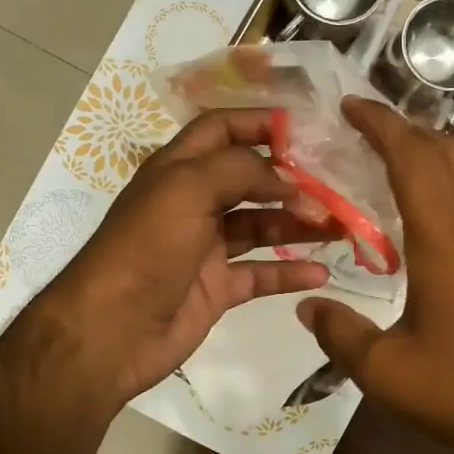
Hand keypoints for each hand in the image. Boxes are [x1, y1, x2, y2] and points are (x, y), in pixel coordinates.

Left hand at [31, 109, 337, 407]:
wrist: (111, 330)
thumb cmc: (146, 248)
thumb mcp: (186, 189)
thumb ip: (238, 169)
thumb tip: (285, 176)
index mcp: (177, 170)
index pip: (220, 130)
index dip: (258, 123)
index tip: (307, 128)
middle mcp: (192, 204)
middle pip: (249, 180)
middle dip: (292, 179)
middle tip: (338, 183)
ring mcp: (205, 249)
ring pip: (261, 226)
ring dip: (298, 223)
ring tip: (341, 225)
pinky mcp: (216, 289)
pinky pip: (260, 274)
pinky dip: (289, 272)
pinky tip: (321, 272)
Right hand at [295, 98, 453, 453]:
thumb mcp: (388, 373)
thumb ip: (340, 334)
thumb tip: (306, 306)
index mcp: (447, 240)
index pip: (413, 158)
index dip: (381, 124)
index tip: (351, 106)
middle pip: (450, 150)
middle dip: (407, 128)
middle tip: (367, 131)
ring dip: (437, 152)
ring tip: (400, 163)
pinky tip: (443, 212)